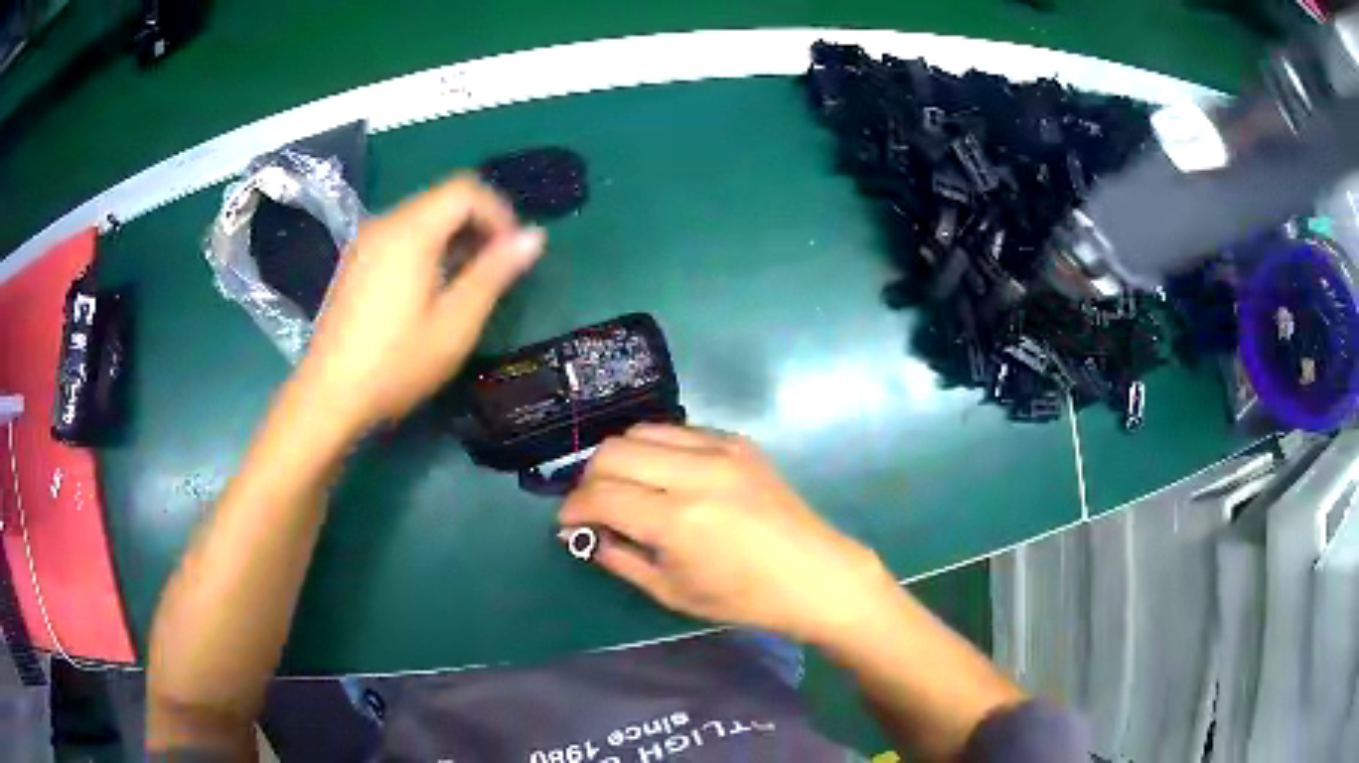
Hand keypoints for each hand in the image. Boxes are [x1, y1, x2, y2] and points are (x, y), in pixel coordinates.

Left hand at [297, 175, 543, 431]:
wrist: (329, 396)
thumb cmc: (396, 363)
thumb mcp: (456, 323)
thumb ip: (495, 273)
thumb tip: (535, 236)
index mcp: (411, 231)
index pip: (466, 190)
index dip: (499, 212)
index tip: (512, 252)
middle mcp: (386, 224)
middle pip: (443, 200)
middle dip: (478, 225)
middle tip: (495, 270)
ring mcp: (365, 242)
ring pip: (422, 217)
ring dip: (454, 238)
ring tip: (466, 283)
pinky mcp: (356, 262)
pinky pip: (402, 236)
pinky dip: (428, 248)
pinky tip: (430, 291)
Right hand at [560, 424, 896, 643]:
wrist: (815, 574)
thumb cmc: (744, 598)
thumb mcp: (672, 592)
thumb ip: (620, 558)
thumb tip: (584, 535)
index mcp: (678, 520)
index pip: (601, 495)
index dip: (573, 509)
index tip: (568, 524)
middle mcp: (696, 473)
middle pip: (613, 452)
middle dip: (590, 479)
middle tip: (593, 507)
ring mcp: (720, 449)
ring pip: (641, 431)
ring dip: (619, 458)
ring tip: (625, 488)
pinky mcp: (738, 441)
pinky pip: (678, 431)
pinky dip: (655, 449)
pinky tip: (663, 476)